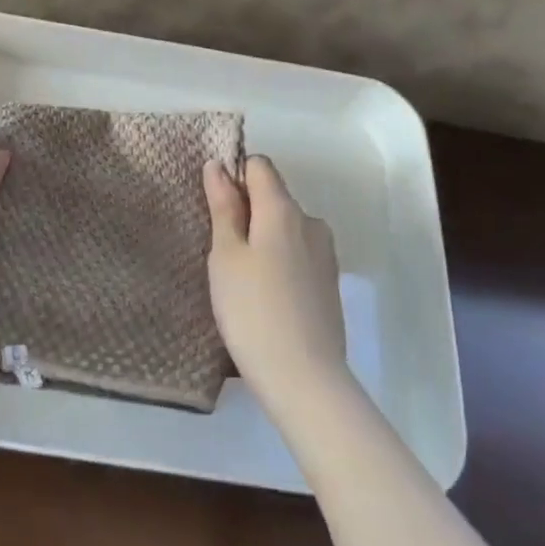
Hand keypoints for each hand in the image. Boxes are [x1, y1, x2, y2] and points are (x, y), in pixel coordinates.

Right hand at [204, 155, 349, 414]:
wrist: (305, 379)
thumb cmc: (252, 310)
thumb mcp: (225, 255)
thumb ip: (223, 207)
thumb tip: (218, 166)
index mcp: (284, 209)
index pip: (260, 166)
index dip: (234, 177)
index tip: (215, 209)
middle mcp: (311, 222)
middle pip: (273, 197)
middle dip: (246, 212)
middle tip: (221, 251)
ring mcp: (325, 254)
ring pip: (285, 228)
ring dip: (263, 239)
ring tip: (241, 279)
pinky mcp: (329, 283)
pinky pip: (297, 254)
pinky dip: (279, 262)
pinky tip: (265, 296)